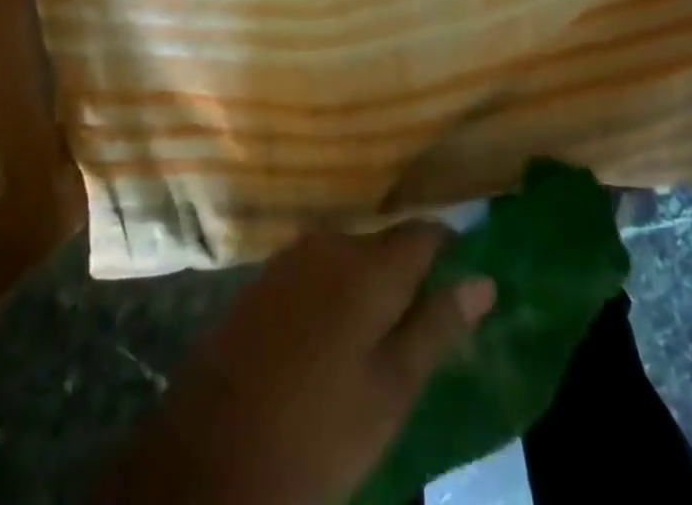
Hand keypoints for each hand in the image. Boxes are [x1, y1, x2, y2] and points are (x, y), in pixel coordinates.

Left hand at [96, 225, 495, 504]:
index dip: (450, 251)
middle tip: (421, 326)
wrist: (207, 458)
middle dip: (407, 275)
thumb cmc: (317, 432)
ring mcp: (291, 257)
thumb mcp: (391, 392)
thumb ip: (438, 328)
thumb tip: (484, 281)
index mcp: (369, 265)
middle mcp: (331, 243)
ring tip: (377, 337)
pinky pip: (315, 271)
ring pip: (349, 257)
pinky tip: (330, 336)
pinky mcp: (263, 278)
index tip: (465, 277)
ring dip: (367, 286)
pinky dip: (333, 293)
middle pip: (385, 244)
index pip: (425, 233)